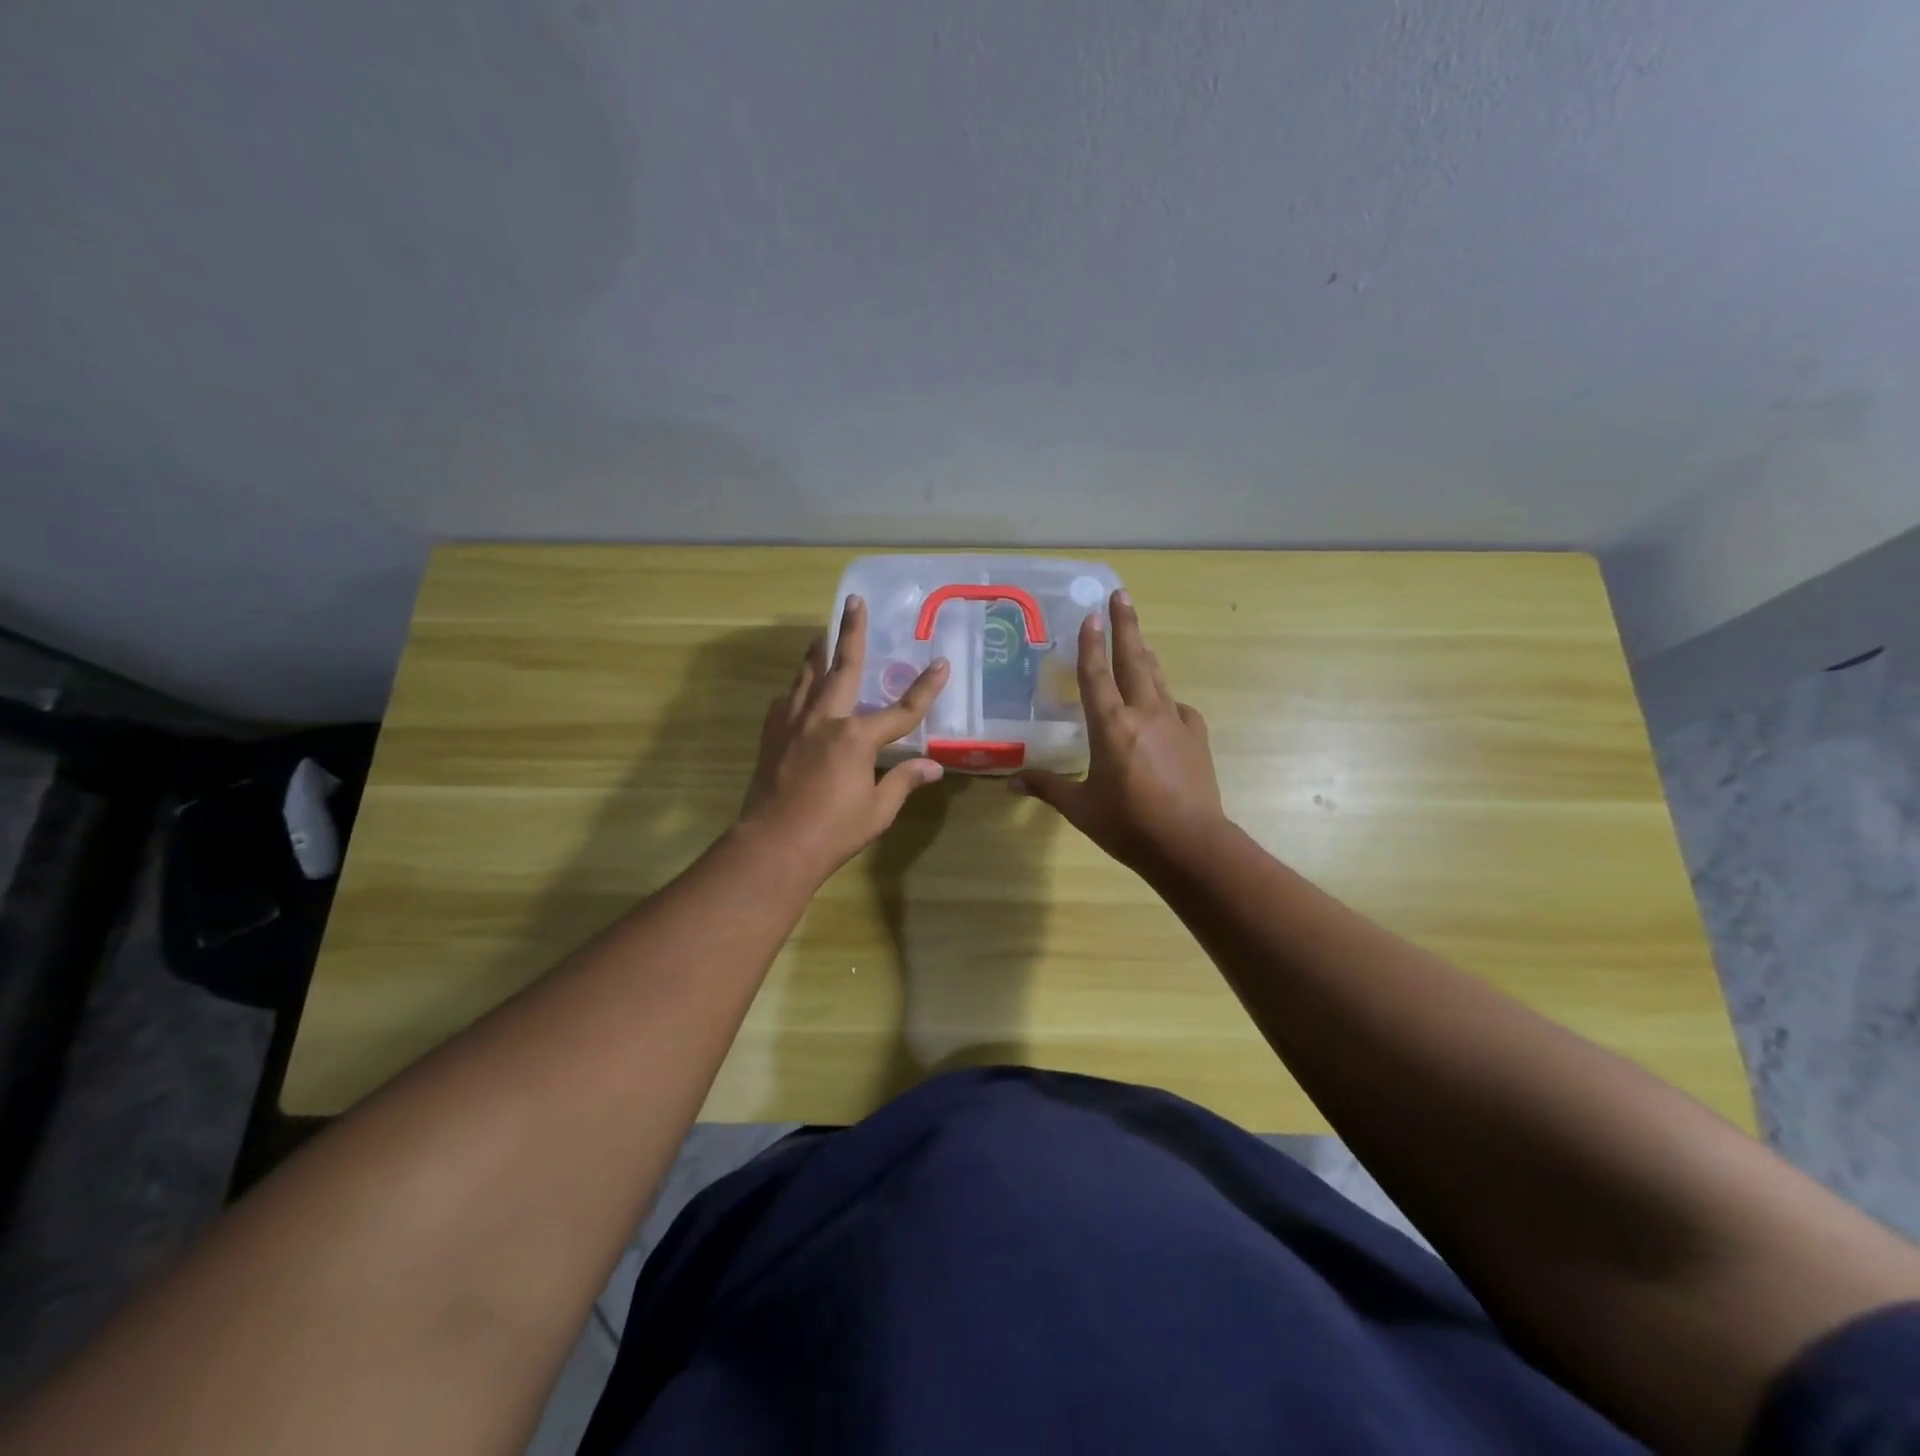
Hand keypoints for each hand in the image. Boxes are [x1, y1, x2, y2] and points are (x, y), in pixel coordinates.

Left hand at [737, 595, 949, 877]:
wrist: (774, 845)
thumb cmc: (833, 830)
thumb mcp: (878, 810)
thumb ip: (903, 781)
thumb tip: (933, 767)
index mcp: (857, 737)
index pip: (902, 709)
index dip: (926, 687)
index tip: (941, 663)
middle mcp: (825, 719)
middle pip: (843, 667)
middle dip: (851, 632)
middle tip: (853, 602)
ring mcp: (794, 724)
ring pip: (807, 676)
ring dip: (817, 652)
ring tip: (821, 634)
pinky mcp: (772, 735)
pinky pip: (786, 702)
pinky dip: (796, 691)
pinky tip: (797, 693)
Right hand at [1011, 589, 1223, 868]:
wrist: (1190, 843)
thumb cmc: (1128, 824)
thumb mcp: (1081, 807)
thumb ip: (1048, 787)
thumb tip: (1012, 781)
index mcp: (1111, 726)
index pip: (1097, 675)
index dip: (1091, 643)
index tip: (1091, 614)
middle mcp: (1144, 713)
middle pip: (1134, 660)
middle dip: (1126, 626)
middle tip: (1121, 596)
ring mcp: (1175, 722)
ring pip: (1157, 678)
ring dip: (1145, 654)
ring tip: (1139, 639)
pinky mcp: (1196, 738)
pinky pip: (1178, 708)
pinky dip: (1166, 700)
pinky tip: (1164, 706)